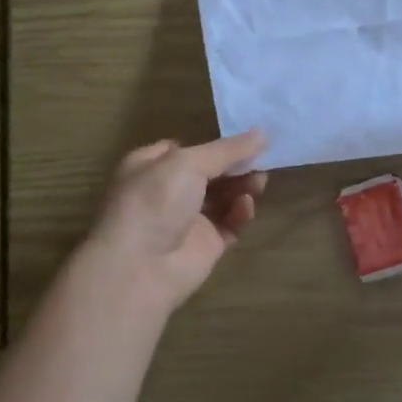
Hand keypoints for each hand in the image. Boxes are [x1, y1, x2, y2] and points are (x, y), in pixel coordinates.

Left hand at [80, 130, 268, 317]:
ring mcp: (187, 219)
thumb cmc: (155, 201)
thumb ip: (227, 150)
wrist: (140, 268)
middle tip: (261, 159)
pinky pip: (230, 223)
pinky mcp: (206, 244)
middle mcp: (168, 191)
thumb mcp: (188, 163)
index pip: (187, 148)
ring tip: (259, 181)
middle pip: (210, 172)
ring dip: (242, 186)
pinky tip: (246, 206)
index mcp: (151, 166)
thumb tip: (262, 133)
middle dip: (235, 165)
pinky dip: (240, 213)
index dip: (214, 144)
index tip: (245, 139)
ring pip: (223, 197)